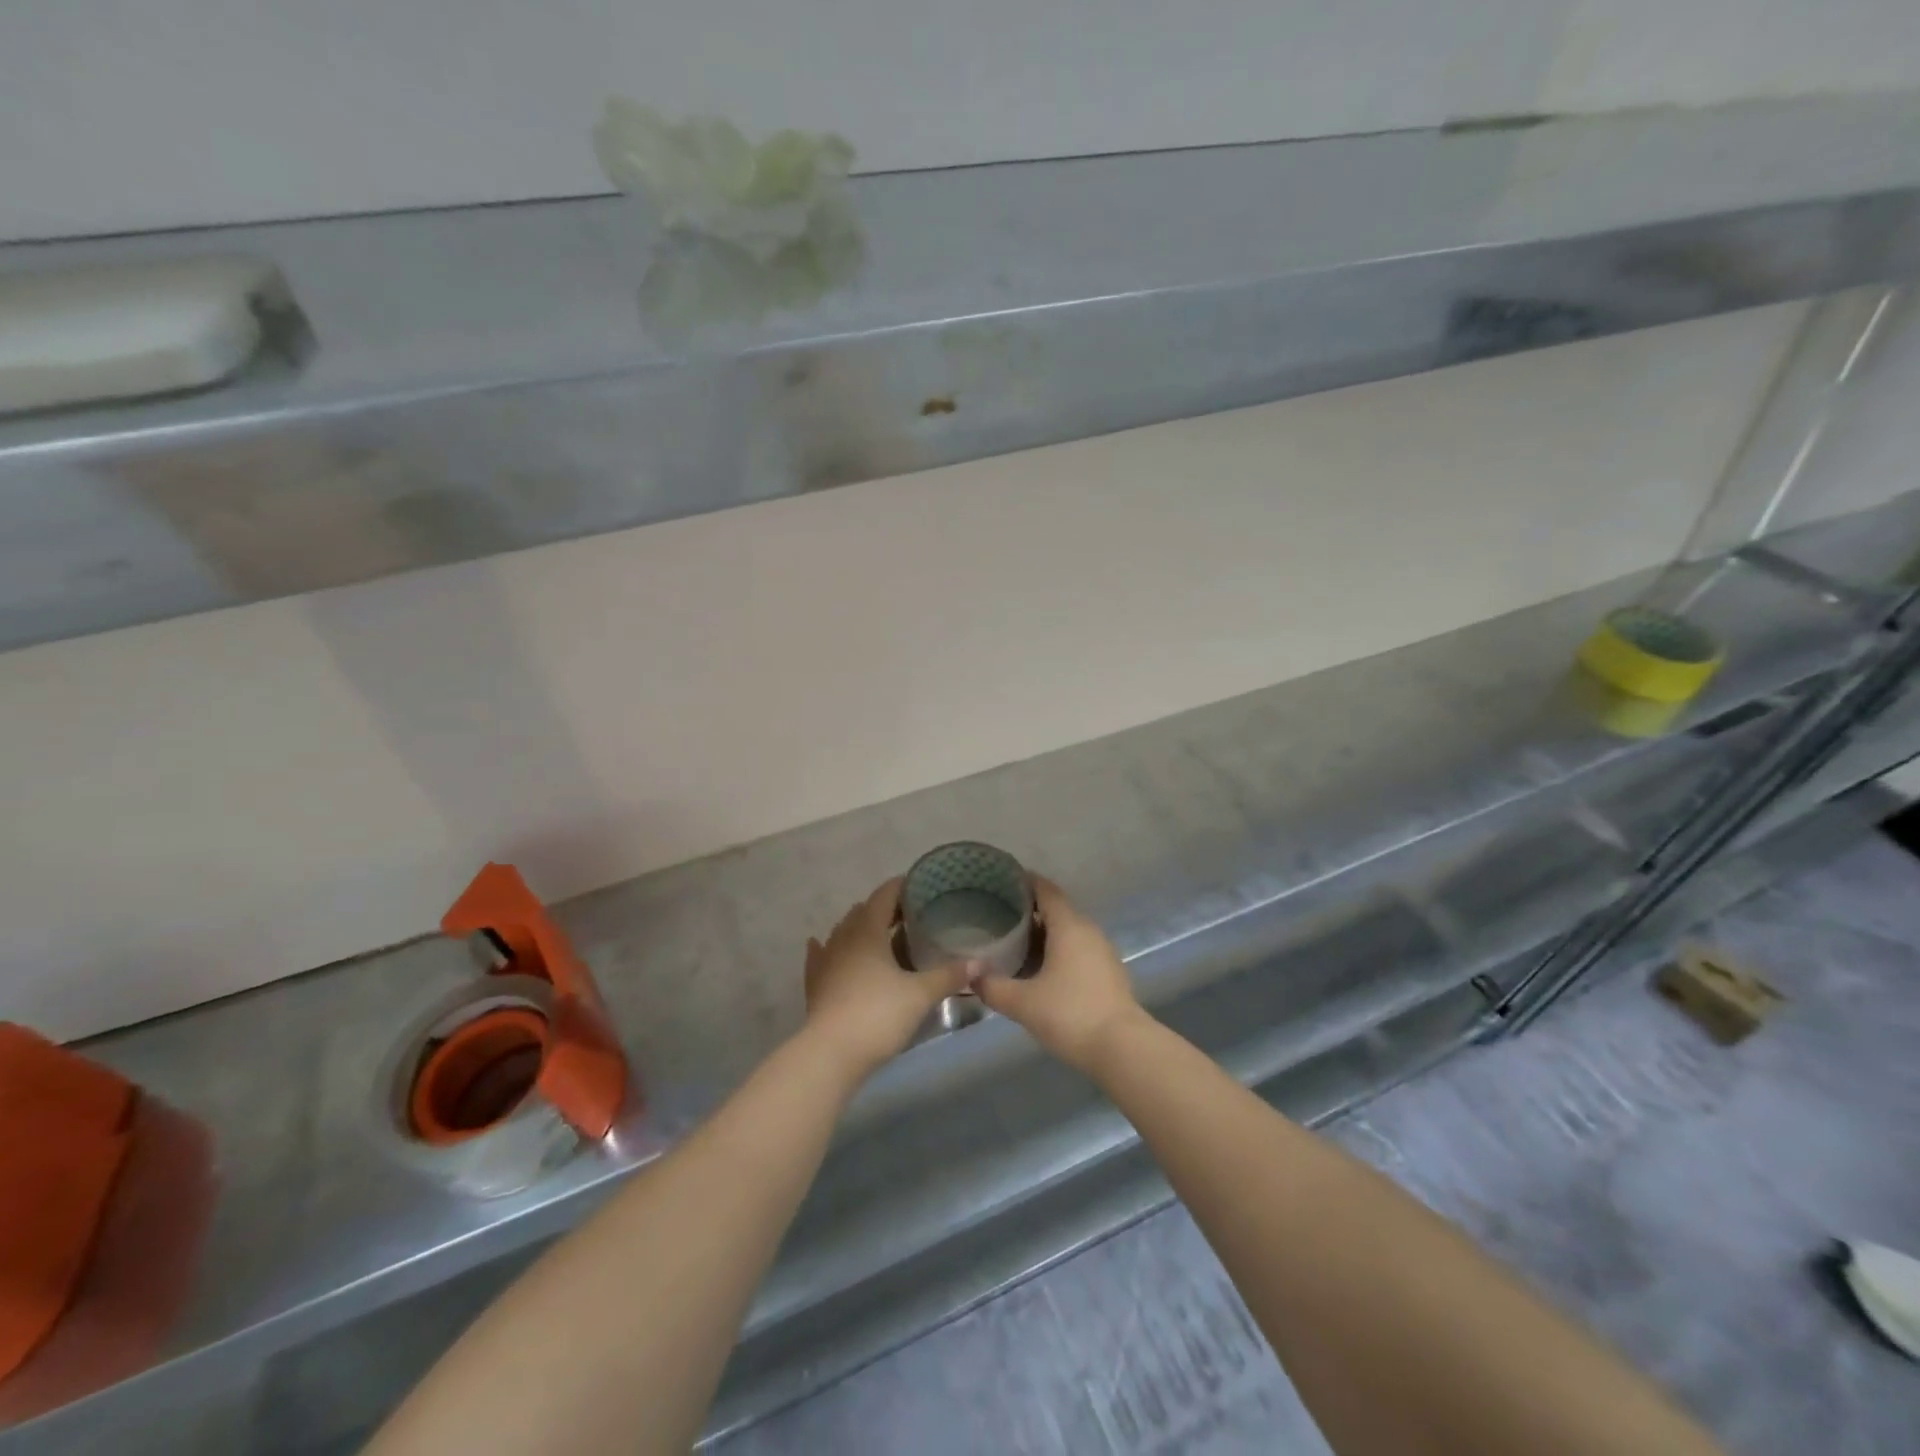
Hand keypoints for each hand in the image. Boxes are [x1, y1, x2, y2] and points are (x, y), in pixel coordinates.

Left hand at [803, 878, 971, 1077]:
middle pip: (864, 911)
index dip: (902, 886)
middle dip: (886, 908)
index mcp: (868, 930)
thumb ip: (950, 975)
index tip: (922, 885)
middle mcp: (843, 937)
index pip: (884, 895)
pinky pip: (820, 955)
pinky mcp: (815, 983)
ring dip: (862, 927)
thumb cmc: (878, 1015)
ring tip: (883, 933)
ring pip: (843, 931)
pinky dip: (828, 947)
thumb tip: (982, 963)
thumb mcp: (921, 994)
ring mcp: (825, 960)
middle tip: (912, 914)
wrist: (831, 1054)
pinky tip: (822, 945)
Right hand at [974, 876, 1142, 1074]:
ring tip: (1015, 940)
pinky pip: (1078, 948)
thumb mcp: (1022, 1003)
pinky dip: (1058, 949)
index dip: (1024, 881)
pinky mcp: (1108, 971)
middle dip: (1029, 908)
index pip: (1045, 889)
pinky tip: (1040, 967)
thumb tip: (971, 975)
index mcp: (1068, 926)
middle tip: (999, 913)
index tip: (1000, 881)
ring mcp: (1102, 951)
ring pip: (1069, 930)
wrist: (1123, 1049)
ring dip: (1044, 931)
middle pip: (1057, 908)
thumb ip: (992, 987)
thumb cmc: (1070, 1014)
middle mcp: (1088, 930)